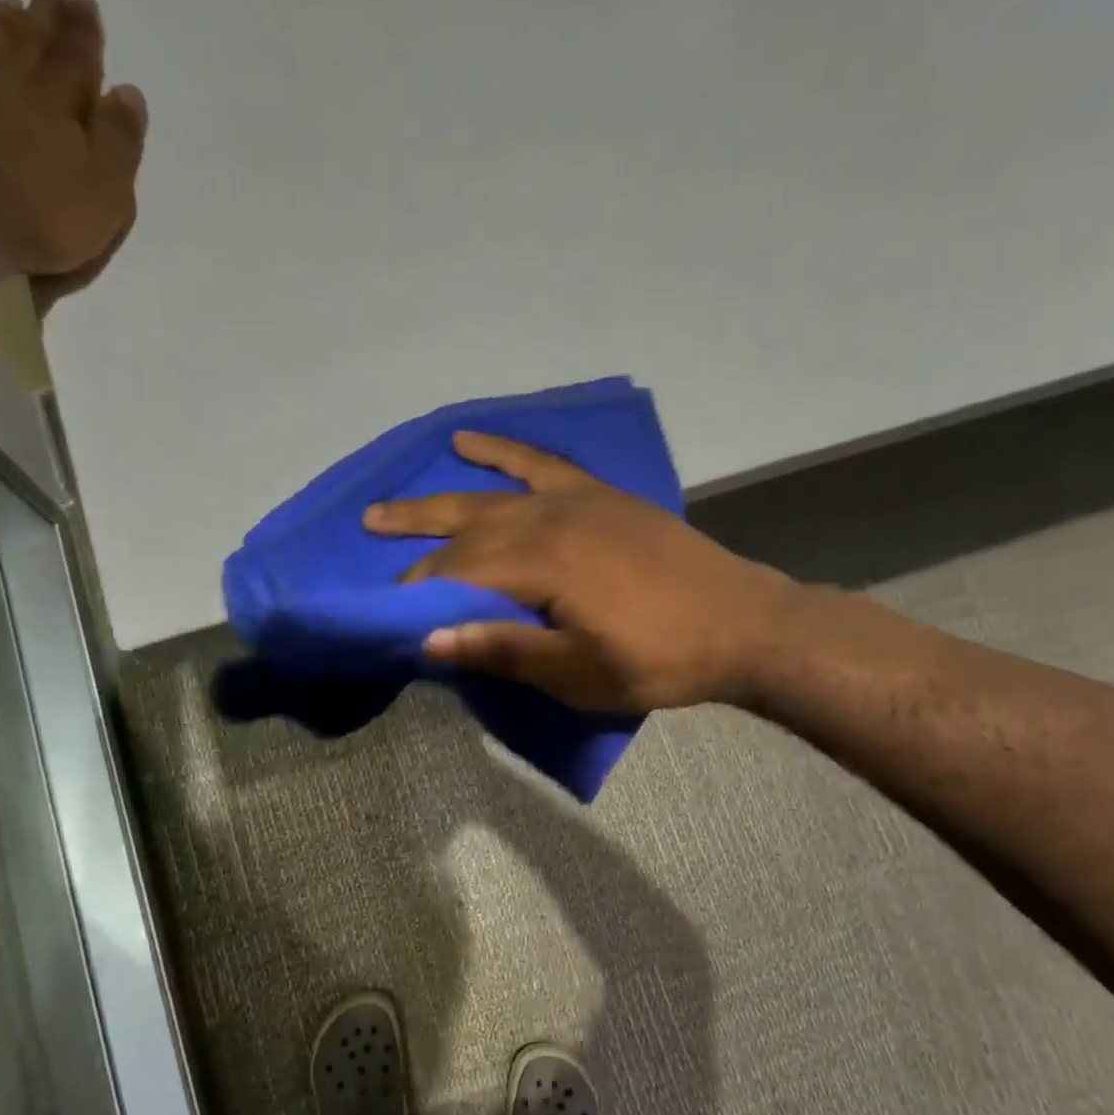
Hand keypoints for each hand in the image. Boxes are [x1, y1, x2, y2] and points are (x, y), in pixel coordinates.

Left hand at [0, 0, 145, 307]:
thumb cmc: (44, 216)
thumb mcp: (105, 192)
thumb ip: (119, 144)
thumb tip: (129, 93)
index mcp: (59, 102)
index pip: (78, 57)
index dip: (84, 31)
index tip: (86, 1)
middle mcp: (13, 85)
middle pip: (32, 40)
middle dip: (45, 13)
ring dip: (3, 25)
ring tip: (9, 3)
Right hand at [365, 433, 796, 712]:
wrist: (742, 623)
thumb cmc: (658, 659)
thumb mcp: (578, 673)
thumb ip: (503, 650)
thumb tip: (429, 640)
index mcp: (542, 565)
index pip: (460, 573)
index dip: (421, 590)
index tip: (390, 608)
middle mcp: (549, 520)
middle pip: (466, 531)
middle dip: (417, 543)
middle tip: (371, 543)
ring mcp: (575, 500)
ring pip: (490, 497)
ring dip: (438, 501)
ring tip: (389, 507)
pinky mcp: (598, 495)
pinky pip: (540, 465)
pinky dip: (502, 452)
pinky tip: (468, 441)